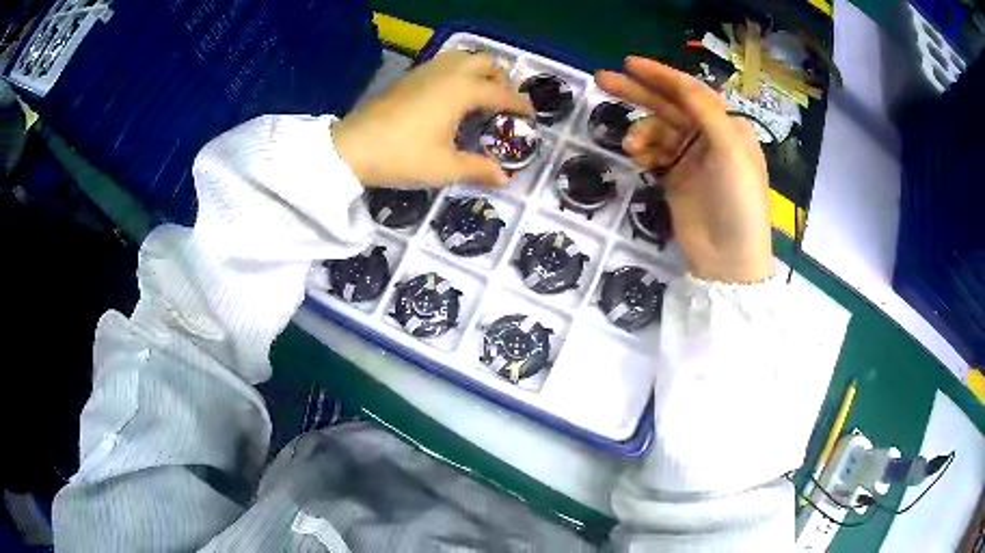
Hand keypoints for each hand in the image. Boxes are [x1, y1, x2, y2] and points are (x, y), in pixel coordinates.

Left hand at [333, 51, 533, 188]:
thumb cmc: (402, 157)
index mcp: (462, 91)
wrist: (351, 148)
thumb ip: (479, 169)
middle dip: (502, 79)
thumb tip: (505, 178)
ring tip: (479, 96)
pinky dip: (459, 72)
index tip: (531, 118)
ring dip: (479, 71)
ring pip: (464, 57)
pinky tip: (451, 96)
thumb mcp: (445, 168)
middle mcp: (448, 73)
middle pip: (486, 62)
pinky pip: (445, 63)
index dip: (520, 105)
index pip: (502, 92)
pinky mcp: (410, 76)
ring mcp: (427, 71)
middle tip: (503, 104)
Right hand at [596, 57, 772, 283]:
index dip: (660, 75)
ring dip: (640, 132)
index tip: (628, 64)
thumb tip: (683, 82)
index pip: (690, 91)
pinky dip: (642, 151)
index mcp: (726, 125)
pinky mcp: (674, 178)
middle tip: (602, 79)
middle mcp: (708, 136)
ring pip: (657, 130)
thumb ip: (706, 111)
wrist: (728, 259)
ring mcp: (690, 158)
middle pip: (669, 105)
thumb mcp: (730, 150)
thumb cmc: (738, 201)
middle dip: (638, 92)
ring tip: (631, 146)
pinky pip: (653, 153)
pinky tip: (637, 158)